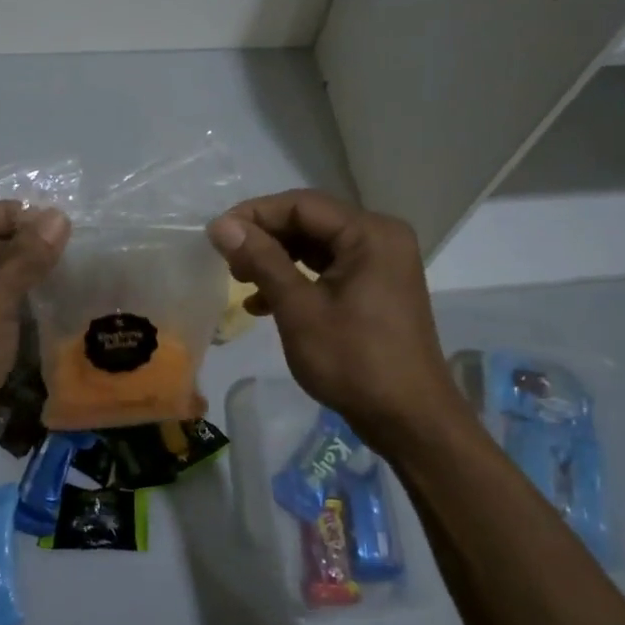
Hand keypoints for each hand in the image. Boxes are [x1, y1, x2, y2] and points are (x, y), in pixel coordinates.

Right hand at [208, 190, 461, 451]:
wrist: (408, 419)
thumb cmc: (354, 361)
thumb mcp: (299, 309)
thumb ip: (262, 261)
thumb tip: (222, 225)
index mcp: (370, 233)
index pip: (301, 205)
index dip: (254, 215)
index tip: (215, 235)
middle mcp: (380, 238)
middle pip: (310, 222)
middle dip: (265, 239)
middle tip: (227, 261)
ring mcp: (381, 264)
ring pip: (316, 247)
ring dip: (276, 260)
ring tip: (240, 281)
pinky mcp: (376, 288)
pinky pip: (329, 270)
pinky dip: (297, 280)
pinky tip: (264, 304)